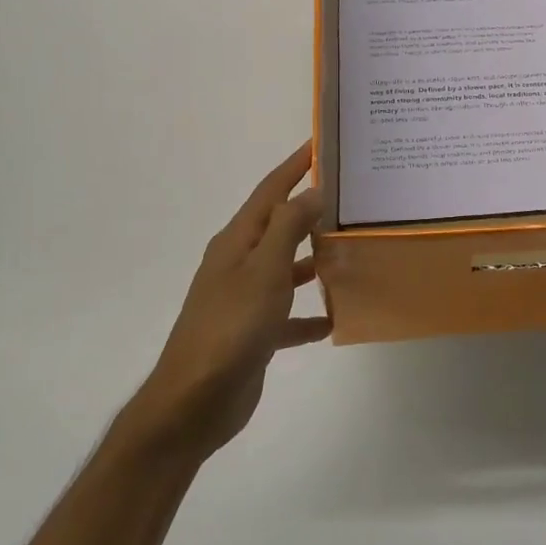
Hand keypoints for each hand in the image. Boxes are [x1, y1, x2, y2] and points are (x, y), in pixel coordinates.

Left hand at [129, 141, 329, 455]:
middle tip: (350, 199)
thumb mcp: (265, 269)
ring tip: (350, 251)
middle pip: (279, 227)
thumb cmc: (231, 326)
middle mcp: (239, 264)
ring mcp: (244, 300)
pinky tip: (334, 320)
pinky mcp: (253, 333)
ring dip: (313, 261)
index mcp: (237, 242)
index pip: (269, 191)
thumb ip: (288, 227)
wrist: (195, 400)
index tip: (320, 144)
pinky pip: (287, 316)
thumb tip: (311, 190)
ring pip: (285, 269)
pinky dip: (307, 316)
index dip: (294, 166)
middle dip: (310, 211)